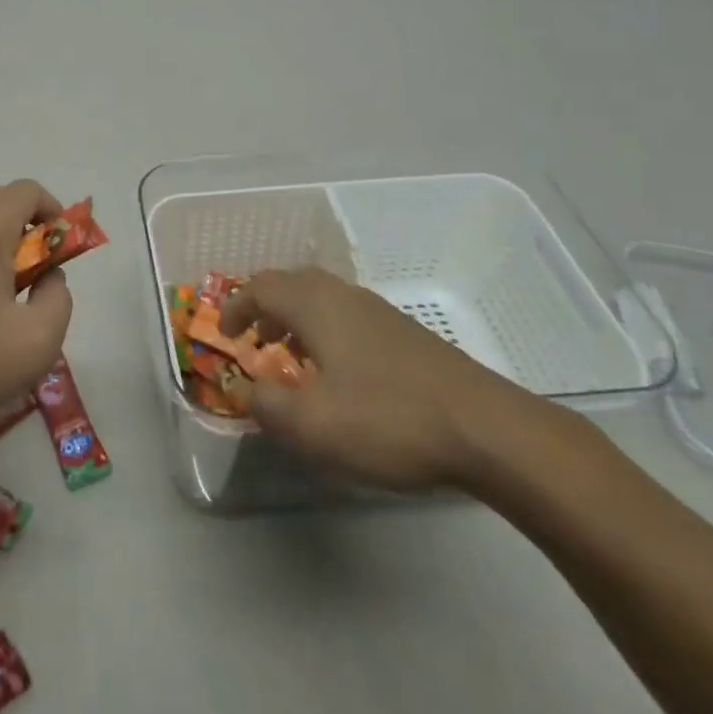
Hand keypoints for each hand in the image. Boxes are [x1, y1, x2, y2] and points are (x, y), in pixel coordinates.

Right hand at [220, 268, 539, 491]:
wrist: (487, 430)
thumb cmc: (388, 419)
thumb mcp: (312, 425)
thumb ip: (266, 405)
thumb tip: (247, 390)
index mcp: (315, 305)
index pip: (260, 287)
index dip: (235, 306)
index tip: (224, 334)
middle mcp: (344, 296)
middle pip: (292, 283)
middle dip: (266, 306)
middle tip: (256, 338)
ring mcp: (379, 312)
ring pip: (323, 298)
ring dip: (297, 319)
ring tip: (293, 356)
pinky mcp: (406, 334)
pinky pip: (348, 316)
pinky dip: (326, 330)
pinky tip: (341, 373)